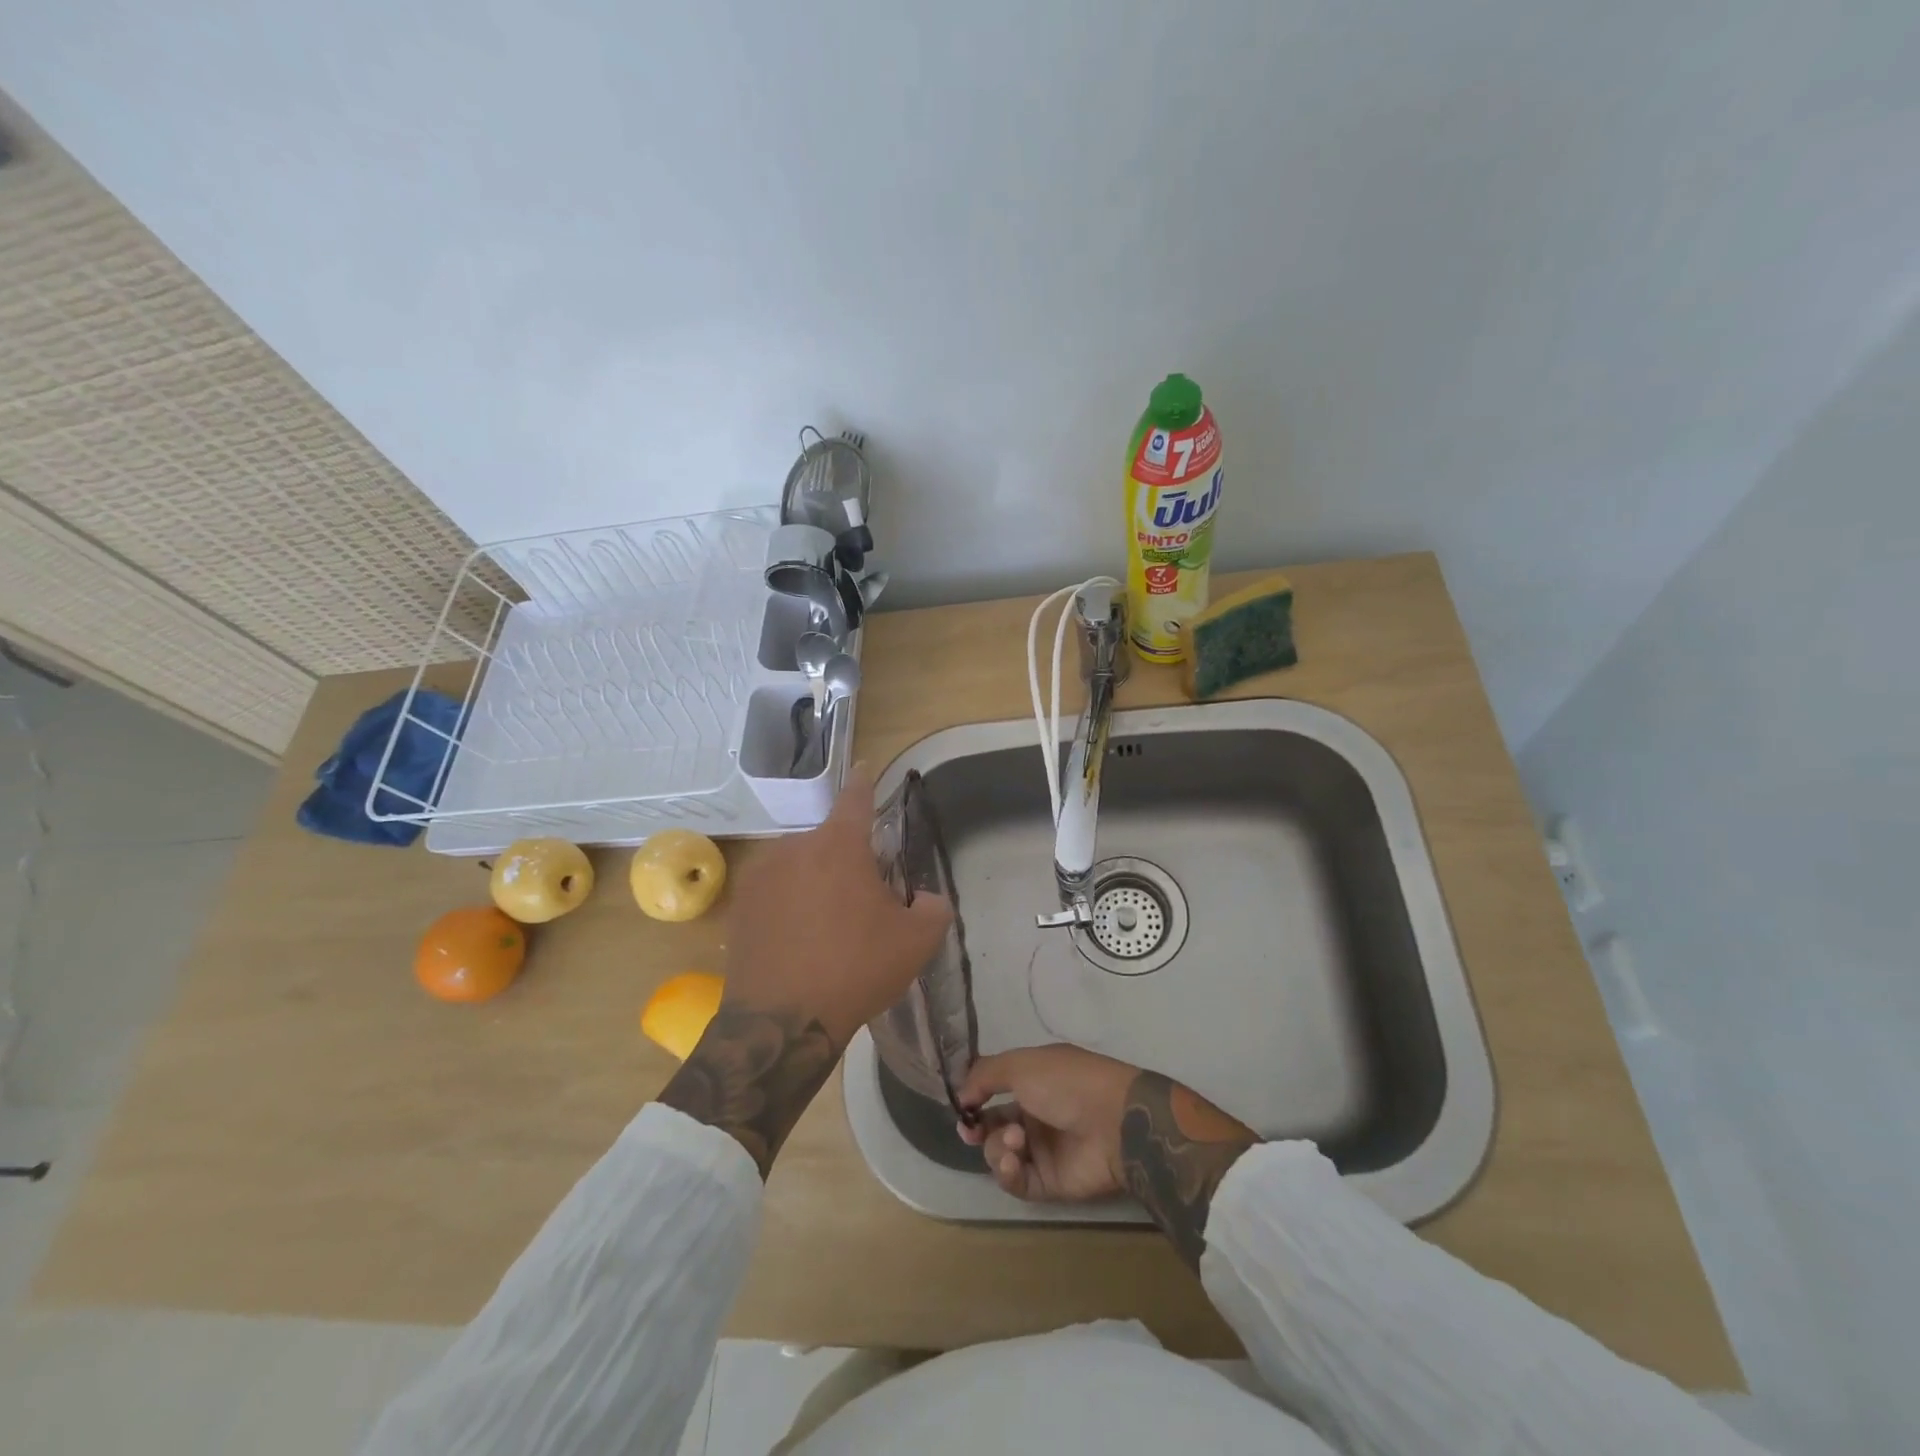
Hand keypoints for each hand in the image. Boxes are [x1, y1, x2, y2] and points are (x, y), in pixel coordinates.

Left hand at [722, 769, 953, 1045]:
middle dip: (847, 862)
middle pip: (830, 842)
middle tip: (862, 904)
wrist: (782, 1023)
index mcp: (838, 846)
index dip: (865, 781)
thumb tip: (925, 898)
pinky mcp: (740, 905)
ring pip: (801, 867)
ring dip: (817, 884)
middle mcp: (794, 847)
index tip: (864, 766)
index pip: (856, 798)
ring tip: (828, 930)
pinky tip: (799, 942)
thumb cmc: (856, 969)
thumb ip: (932, 908)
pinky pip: (775, 892)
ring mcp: (760, 876)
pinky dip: (790, 905)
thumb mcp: (915, 942)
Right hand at [955, 1045, 1140, 1201]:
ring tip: (1014, 1140)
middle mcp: (1035, 1114)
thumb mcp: (1021, 1064)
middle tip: (970, 1130)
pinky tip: (1012, 1160)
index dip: (974, 1098)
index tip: (961, 1106)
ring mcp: (1042, 1150)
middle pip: (992, 1125)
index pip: (994, 1090)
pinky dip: (1008, 1172)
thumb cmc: (1067, 1083)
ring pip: (1000, 1153)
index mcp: (1033, 1081)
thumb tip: (961, 1095)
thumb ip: (985, 1075)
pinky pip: (1016, 1181)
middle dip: (978, 1128)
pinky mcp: (1049, 1183)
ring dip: (997, 1146)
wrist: (1113, 1122)